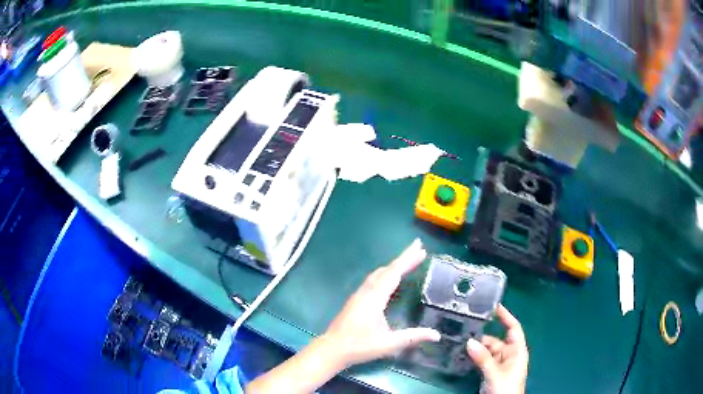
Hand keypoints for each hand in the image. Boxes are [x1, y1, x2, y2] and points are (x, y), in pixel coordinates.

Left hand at [322, 238, 440, 367]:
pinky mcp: (356, 299)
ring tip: (408, 260)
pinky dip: (386, 273)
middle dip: (403, 258)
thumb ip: (413, 337)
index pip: (394, 273)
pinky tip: (390, 278)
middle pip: (387, 269)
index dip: (408, 259)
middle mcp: (366, 292)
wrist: (332, 349)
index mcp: (374, 298)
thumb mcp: (389, 344)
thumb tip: (437, 335)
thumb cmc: (360, 346)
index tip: (420, 248)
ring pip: (378, 273)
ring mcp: (359, 294)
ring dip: (394, 265)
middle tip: (419, 249)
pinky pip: (373, 279)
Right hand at [467, 305, 528, 393]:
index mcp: (517, 350)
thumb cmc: (506, 387)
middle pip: (496, 339)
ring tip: (459, 342)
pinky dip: (474, 357)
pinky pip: (482, 360)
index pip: (513, 328)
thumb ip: (483, 358)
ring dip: (476, 348)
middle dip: (482, 336)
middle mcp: (509, 354)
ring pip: (487, 350)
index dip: (506, 316)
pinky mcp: (491, 372)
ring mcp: (500, 363)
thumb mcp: (494, 373)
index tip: (494, 306)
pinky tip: (462, 354)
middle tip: (464, 330)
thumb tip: (469, 341)